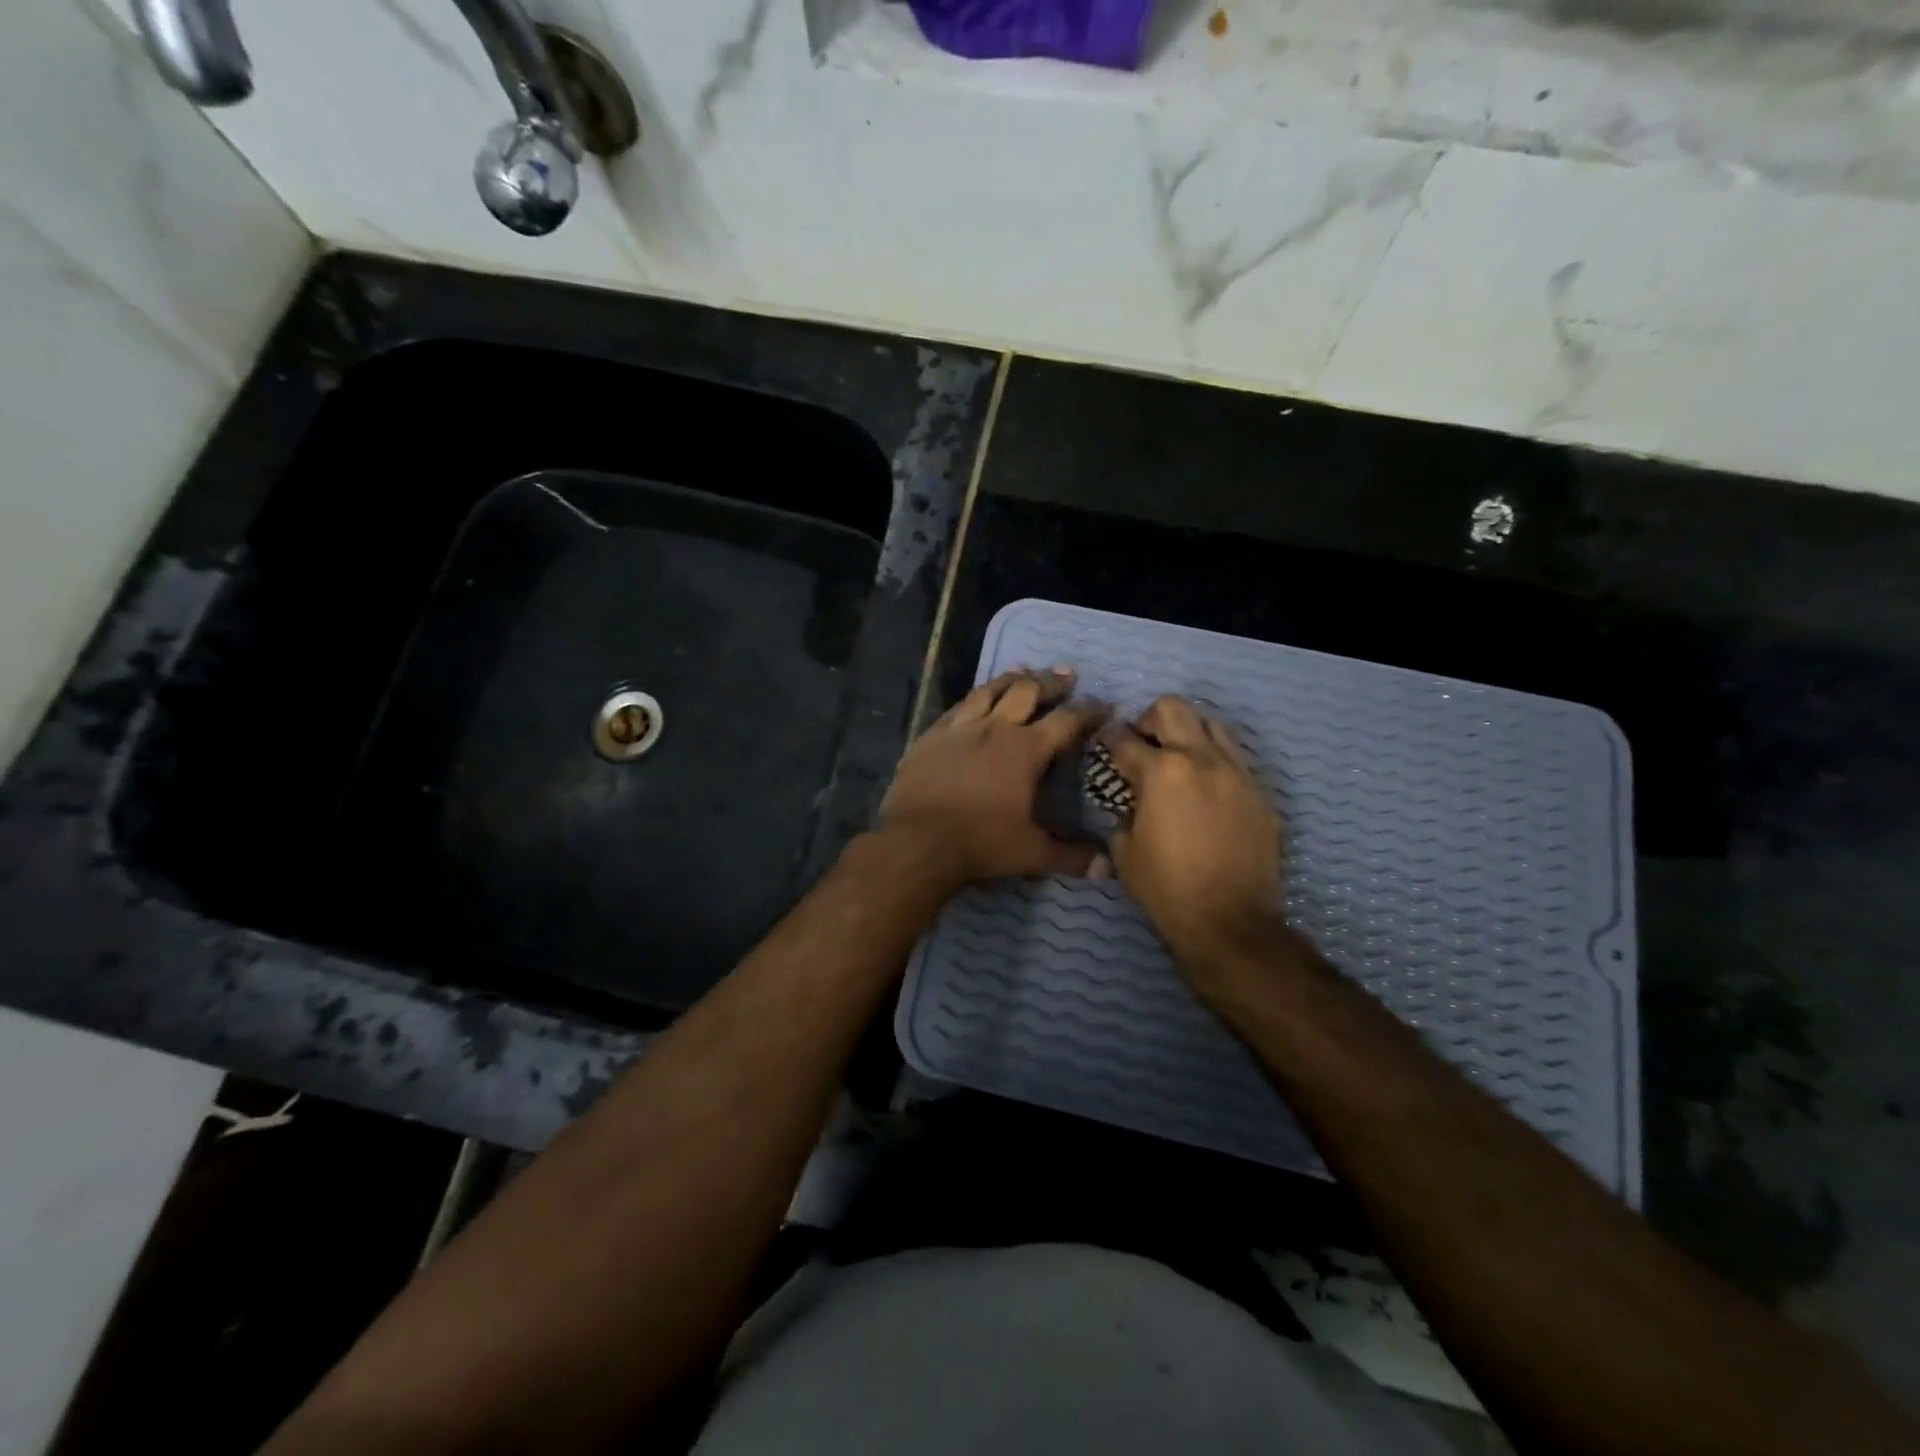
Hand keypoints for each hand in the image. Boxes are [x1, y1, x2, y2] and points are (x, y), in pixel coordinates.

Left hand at [876, 668, 1108, 890]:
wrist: (917, 842)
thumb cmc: (980, 844)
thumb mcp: (1031, 854)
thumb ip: (1070, 856)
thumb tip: (1106, 868)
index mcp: (1025, 751)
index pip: (1066, 721)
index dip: (1088, 712)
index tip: (1104, 706)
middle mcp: (995, 729)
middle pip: (1027, 692)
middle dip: (1050, 682)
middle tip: (1066, 675)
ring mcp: (959, 728)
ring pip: (989, 690)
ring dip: (1010, 679)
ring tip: (1022, 671)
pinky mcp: (930, 736)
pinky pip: (957, 707)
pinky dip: (974, 698)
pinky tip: (975, 700)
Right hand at [1102, 696, 1288, 973]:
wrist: (1230, 922)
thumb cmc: (1166, 888)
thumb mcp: (1125, 850)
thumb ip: (1125, 811)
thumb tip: (1132, 799)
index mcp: (1161, 771)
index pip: (1125, 739)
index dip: (1108, 739)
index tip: (1105, 744)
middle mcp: (1202, 760)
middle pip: (1173, 708)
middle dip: (1150, 719)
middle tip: (1144, 745)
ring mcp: (1238, 774)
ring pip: (1213, 725)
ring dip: (1189, 734)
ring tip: (1180, 761)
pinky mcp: (1261, 794)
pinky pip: (1236, 761)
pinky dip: (1216, 764)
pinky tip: (1207, 792)